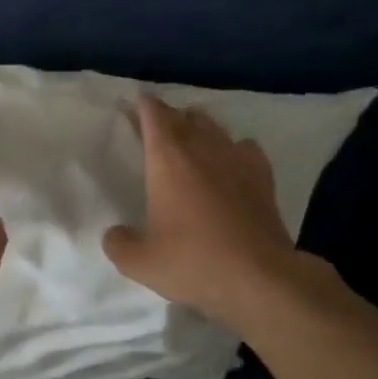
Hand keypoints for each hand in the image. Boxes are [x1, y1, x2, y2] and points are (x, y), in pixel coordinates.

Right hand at [103, 94, 314, 328]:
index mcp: (168, 160)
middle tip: (154, 121)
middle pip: (183, 117)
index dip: (143, 105)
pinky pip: (245, 147)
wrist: (259, 278)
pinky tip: (230, 159)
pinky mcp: (263, 178)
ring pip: (214, 127)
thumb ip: (119, 244)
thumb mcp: (140, 262)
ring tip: (189, 133)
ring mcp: (237, 161)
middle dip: (167, 114)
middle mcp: (202, 150)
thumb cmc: (193, 262)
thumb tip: (115, 234)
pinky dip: (232, 146)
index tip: (135, 101)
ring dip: (198, 125)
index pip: (154, 116)